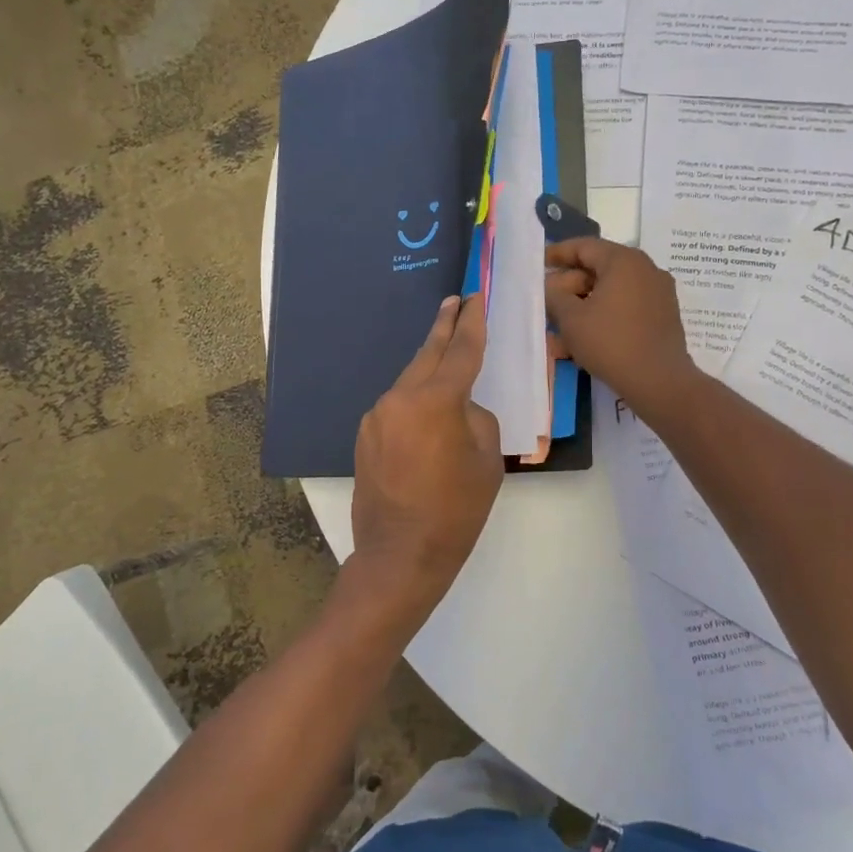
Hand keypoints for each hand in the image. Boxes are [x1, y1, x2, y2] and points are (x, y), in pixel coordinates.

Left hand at [346, 295, 503, 618]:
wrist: (400, 554)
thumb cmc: (456, 511)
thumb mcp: (487, 461)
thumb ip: (476, 418)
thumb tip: (460, 408)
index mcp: (435, 401)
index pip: (461, 351)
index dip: (472, 322)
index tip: (475, 297)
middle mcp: (399, 398)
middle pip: (427, 354)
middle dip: (444, 327)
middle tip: (456, 302)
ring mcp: (377, 416)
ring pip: (410, 381)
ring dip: (429, 368)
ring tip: (448, 358)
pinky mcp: (365, 434)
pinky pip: (397, 406)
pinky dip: (415, 401)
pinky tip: (427, 416)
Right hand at [544, 238, 700, 422]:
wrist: (659, 381)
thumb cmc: (611, 342)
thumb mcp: (571, 318)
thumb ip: (554, 295)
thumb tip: (550, 285)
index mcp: (623, 260)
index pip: (584, 246)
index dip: (557, 254)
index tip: (538, 264)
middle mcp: (645, 269)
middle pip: (598, 269)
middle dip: (569, 287)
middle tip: (547, 303)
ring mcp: (657, 293)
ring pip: (610, 292)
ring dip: (583, 306)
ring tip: (559, 329)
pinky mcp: (662, 316)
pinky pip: (625, 308)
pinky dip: (603, 317)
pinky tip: (583, 339)